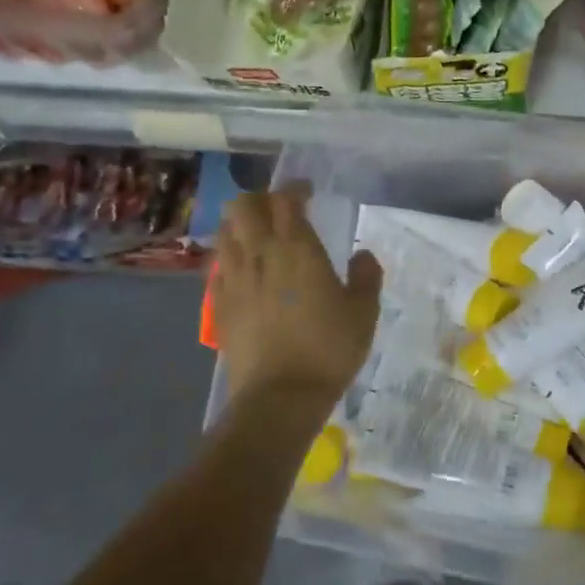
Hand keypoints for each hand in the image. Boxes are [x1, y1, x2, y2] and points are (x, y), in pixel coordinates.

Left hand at [214, 183, 383, 412]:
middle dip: (258, 199)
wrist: (280, 395)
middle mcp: (259, 254)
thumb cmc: (329, 348)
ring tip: (257, 237)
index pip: (286, 199)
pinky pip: (218, 267)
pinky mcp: (218, 304)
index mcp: (297, 247)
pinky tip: (244, 273)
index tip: (307, 193)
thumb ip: (366, 276)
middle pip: (243, 205)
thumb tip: (362, 256)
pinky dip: (229, 258)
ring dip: (239, 225)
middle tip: (277, 210)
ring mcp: (233, 279)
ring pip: (225, 232)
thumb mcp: (364, 311)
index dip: (295, 189)